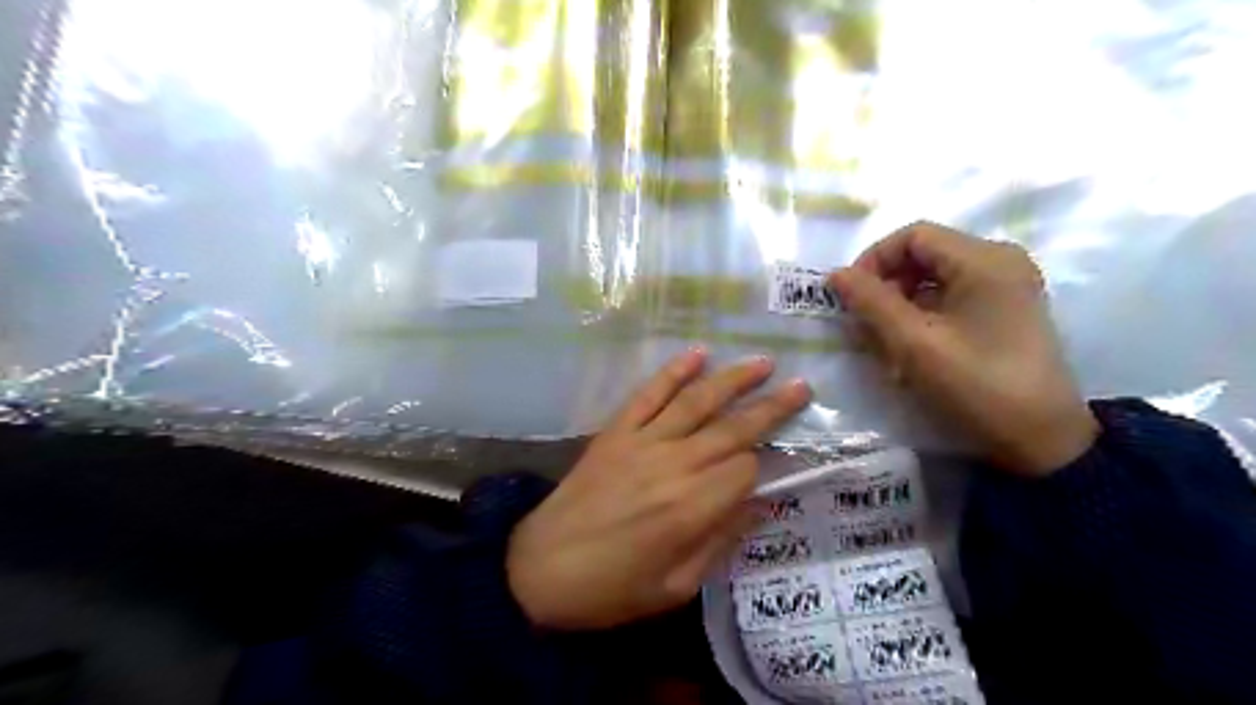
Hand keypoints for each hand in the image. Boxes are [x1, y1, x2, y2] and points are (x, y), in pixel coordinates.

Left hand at [505, 350, 808, 629]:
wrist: (539, 569)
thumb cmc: (611, 589)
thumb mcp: (675, 587)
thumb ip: (719, 541)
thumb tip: (757, 506)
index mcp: (692, 508)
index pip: (745, 469)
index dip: (762, 467)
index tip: (767, 469)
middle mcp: (673, 465)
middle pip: (733, 428)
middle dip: (771, 407)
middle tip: (802, 386)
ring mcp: (642, 442)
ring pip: (697, 402)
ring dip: (732, 380)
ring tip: (762, 362)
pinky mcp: (615, 432)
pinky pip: (648, 395)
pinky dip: (673, 372)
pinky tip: (697, 354)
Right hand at [833, 223, 1100, 476]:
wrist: (1043, 441)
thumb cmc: (976, 386)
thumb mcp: (914, 344)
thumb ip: (871, 303)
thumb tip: (836, 274)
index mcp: (984, 260)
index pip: (913, 236)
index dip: (873, 260)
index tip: (851, 297)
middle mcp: (1000, 261)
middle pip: (924, 254)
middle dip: (886, 283)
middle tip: (864, 321)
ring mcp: (1007, 286)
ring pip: (935, 276)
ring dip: (901, 300)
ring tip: (883, 338)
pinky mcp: (1005, 310)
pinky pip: (951, 296)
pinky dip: (922, 313)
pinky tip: (911, 345)